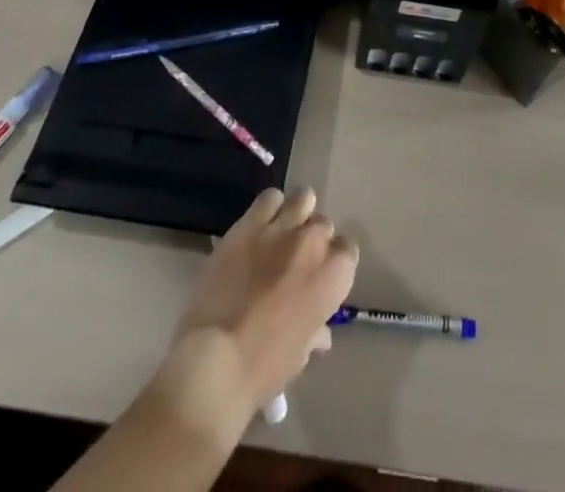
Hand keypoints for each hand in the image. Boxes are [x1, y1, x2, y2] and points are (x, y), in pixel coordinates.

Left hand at [145, 187, 357, 442]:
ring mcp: (282, 228)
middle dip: (313, 240)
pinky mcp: (250, 223)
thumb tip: (322, 333)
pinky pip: (269, 198)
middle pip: (323, 225)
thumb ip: (314, 331)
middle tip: (296, 260)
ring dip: (297, 214)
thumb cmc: (265, 366)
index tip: (319, 276)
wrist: (217, 360)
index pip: (347, 251)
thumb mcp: (299, 355)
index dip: (332, 263)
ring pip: (303, 199)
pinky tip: (260, 225)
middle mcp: (314, 242)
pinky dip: (269, 208)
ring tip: (282, 232)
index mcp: (333, 275)